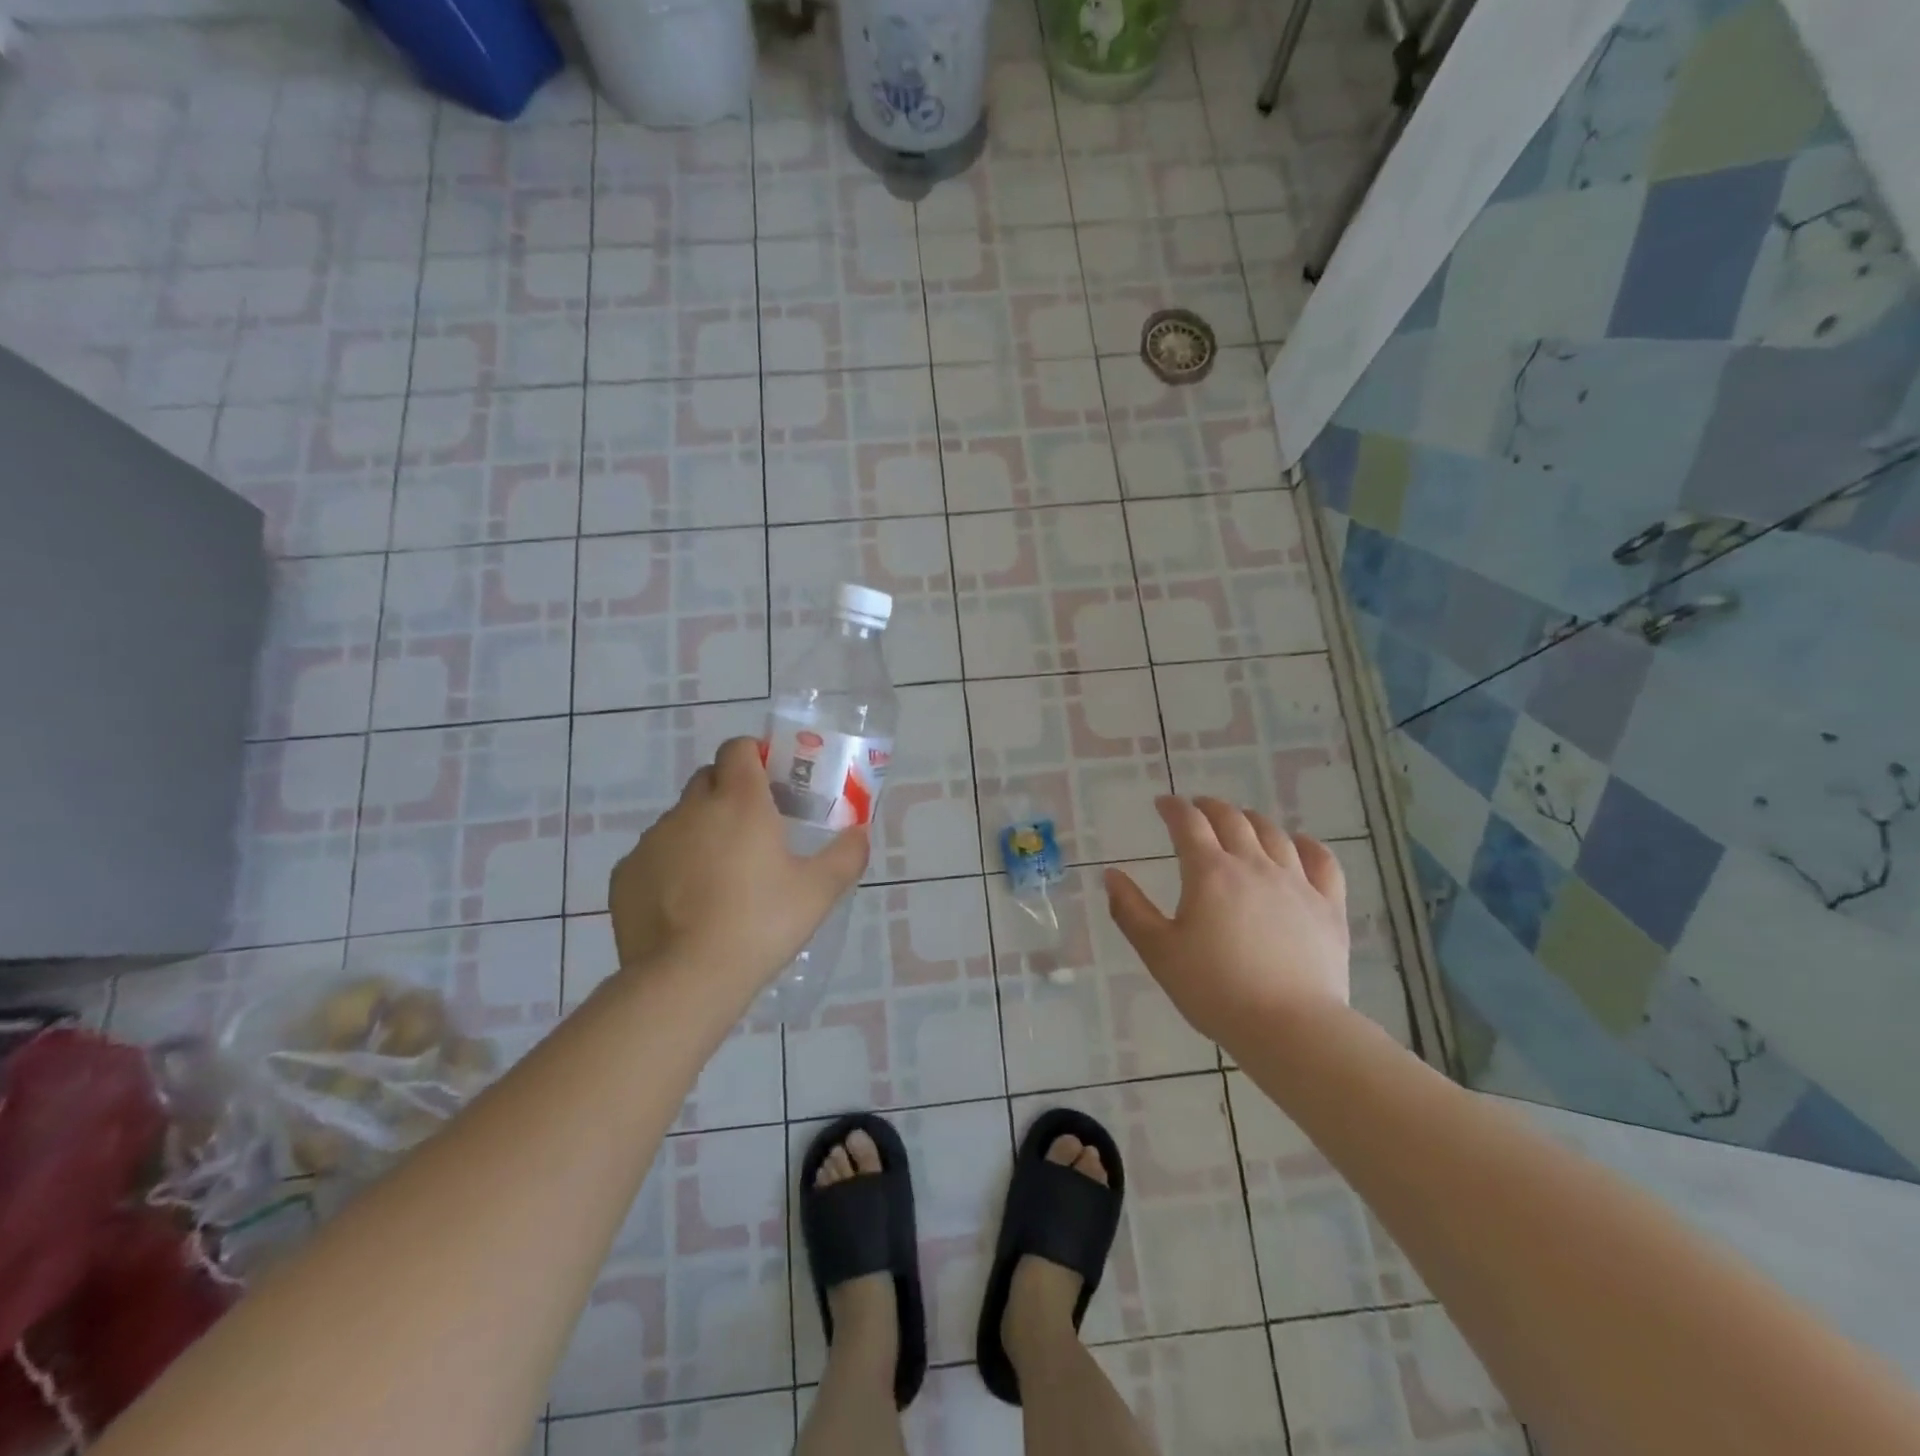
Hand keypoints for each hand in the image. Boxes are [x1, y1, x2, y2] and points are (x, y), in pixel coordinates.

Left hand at [608, 738, 868, 1008]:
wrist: (687, 979)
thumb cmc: (761, 924)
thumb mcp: (819, 892)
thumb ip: (847, 855)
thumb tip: (859, 834)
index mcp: (739, 802)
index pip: (738, 748)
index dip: (754, 756)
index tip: (771, 782)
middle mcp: (691, 809)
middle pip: (709, 778)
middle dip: (729, 791)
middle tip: (754, 829)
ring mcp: (653, 840)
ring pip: (681, 819)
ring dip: (701, 831)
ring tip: (721, 877)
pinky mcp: (626, 873)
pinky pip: (655, 854)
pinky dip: (672, 865)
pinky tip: (687, 904)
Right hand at [1105, 796, 1349, 1053]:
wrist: (1291, 1027)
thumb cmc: (1215, 990)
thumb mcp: (1159, 953)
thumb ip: (1131, 910)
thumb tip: (1111, 875)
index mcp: (1210, 873)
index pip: (1189, 823)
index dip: (1173, 808)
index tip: (1162, 804)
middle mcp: (1254, 865)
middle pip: (1232, 819)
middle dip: (1210, 807)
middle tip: (1197, 808)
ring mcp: (1296, 882)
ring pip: (1274, 834)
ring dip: (1252, 820)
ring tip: (1241, 821)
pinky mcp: (1328, 906)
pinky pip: (1322, 861)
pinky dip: (1307, 845)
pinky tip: (1299, 844)